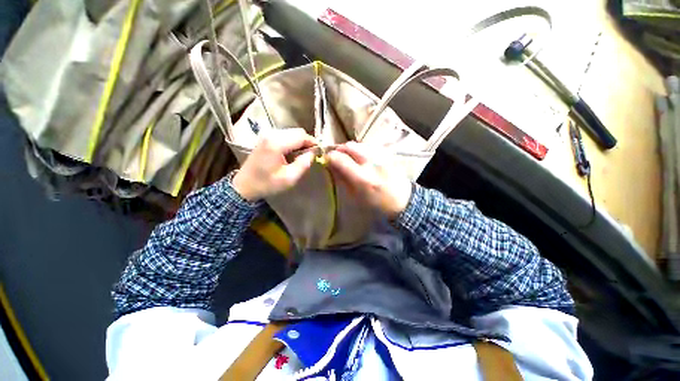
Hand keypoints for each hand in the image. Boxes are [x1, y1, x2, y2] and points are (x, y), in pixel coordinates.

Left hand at [232, 128, 315, 200]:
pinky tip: (293, 153)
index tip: (319, 152)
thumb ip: (303, 164)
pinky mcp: (266, 138)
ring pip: (292, 132)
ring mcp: (267, 135)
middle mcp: (271, 134)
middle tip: (311, 155)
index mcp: (276, 144)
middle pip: (297, 131)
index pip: (301, 136)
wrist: (244, 185)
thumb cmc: (267, 184)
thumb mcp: (289, 178)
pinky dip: (293, 142)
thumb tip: (314, 153)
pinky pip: (285, 135)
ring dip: (300, 142)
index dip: (313, 142)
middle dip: (307, 141)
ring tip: (303, 155)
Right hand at [326, 141, 412, 218]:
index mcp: (363, 178)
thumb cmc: (377, 205)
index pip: (340, 159)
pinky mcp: (388, 153)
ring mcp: (382, 156)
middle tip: (338, 158)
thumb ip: (342, 180)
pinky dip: (362, 150)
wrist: (404, 201)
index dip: (330, 157)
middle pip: (349, 146)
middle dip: (340, 150)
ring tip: (351, 158)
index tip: (327, 160)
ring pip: (359, 144)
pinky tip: (363, 158)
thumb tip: (331, 166)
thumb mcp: (356, 197)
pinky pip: (369, 146)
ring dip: (351, 149)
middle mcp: (372, 163)